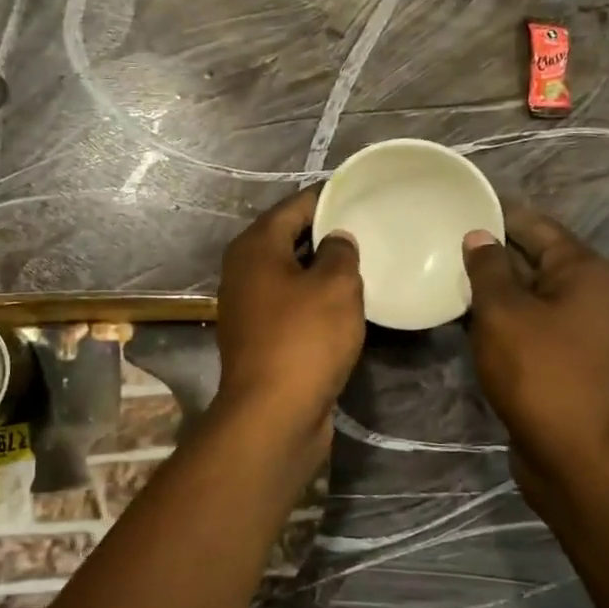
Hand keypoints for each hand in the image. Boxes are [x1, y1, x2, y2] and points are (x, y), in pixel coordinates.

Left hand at [213, 187, 364, 441]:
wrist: (273, 414)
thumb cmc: (304, 339)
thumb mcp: (335, 286)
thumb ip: (340, 252)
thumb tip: (336, 240)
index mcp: (254, 247)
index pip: (292, 207)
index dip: (325, 198)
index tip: (356, 193)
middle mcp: (243, 272)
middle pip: (287, 239)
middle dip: (323, 233)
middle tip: (365, 228)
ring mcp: (248, 308)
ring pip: (289, 275)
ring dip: (319, 270)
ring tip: (361, 263)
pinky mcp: (259, 339)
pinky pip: (290, 305)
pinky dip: (313, 300)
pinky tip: (343, 304)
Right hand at [463, 205, 608, 481]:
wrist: (574, 453)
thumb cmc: (539, 371)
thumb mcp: (504, 312)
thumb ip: (488, 268)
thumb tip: (478, 236)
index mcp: (581, 270)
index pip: (534, 224)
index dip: (496, 212)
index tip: (455, 204)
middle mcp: (584, 292)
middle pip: (531, 257)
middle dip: (488, 249)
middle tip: (438, 239)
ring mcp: (573, 327)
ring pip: (524, 292)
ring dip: (488, 286)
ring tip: (440, 272)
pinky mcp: (557, 356)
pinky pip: (523, 322)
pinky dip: (495, 316)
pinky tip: (458, 315)